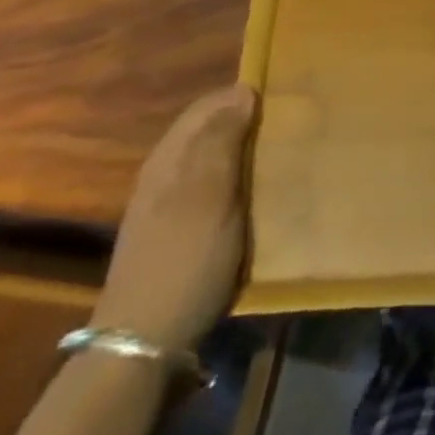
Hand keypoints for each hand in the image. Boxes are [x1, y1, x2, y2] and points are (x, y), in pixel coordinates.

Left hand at [93, 87, 258, 350]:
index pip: (208, 105)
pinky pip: (213, 190)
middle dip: (246, 123)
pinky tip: (257, 195)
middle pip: (209, 132)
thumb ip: (223, 141)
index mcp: (170, 157)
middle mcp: (165, 173)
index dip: (242, 96)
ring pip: (212, 161)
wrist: (144, 344)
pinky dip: (237, 183)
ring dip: (244, 154)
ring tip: (282, 155)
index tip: (282, 96)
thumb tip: (242, 91)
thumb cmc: (184, 259)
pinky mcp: (177, 233)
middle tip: (290, 124)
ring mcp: (168, 205)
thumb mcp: (210, 194)